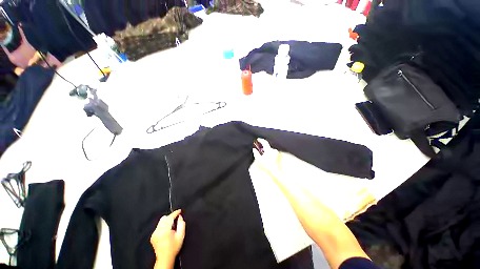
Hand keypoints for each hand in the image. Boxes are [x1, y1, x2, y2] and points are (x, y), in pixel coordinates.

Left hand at [151, 209, 185, 268]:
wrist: (165, 258)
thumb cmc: (174, 247)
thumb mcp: (181, 235)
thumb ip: (181, 224)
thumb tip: (180, 217)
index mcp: (165, 230)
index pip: (170, 217)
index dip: (175, 213)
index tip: (179, 211)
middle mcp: (158, 231)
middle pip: (164, 218)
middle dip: (171, 217)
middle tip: (176, 221)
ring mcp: (154, 233)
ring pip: (161, 221)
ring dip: (167, 221)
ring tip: (172, 227)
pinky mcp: (152, 236)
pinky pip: (159, 226)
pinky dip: (163, 226)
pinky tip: (167, 231)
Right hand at [252, 138, 282, 178]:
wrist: (275, 172)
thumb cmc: (267, 166)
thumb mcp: (259, 160)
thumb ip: (256, 153)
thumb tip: (254, 149)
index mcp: (268, 150)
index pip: (264, 142)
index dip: (261, 140)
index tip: (258, 139)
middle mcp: (273, 150)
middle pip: (267, 145)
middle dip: (262, 146)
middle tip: (258, 148)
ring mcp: (277, 153)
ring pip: (270, 149)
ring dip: (266, 150)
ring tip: (262, 153)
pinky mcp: (278, 156)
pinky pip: (272, 152)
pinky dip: (269, 153)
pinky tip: (267, 157)